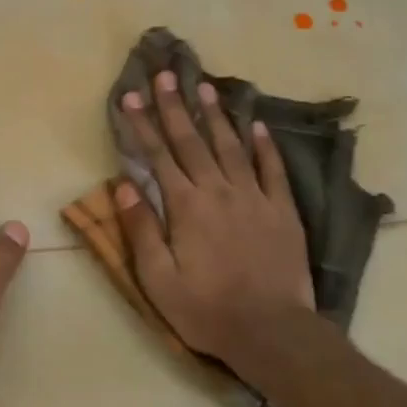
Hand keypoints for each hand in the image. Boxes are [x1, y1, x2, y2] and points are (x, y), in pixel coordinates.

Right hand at [114, 71, 315, 363]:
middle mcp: (219, 191)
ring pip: (232, 146)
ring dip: (216, 115)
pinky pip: (272, 169)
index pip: (158, 156)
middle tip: (166, 75)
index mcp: (186, 207)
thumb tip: (123, 184)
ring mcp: (255, 197)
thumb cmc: (206, 310)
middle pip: (192, 141)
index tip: (132, 96)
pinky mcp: (282, 210)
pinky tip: (257, 125)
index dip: (143, 125)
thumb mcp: (158, 279)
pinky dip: (264, 145)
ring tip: (205, 86)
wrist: (271, 331)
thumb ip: (141, 229)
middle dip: (175, 107)